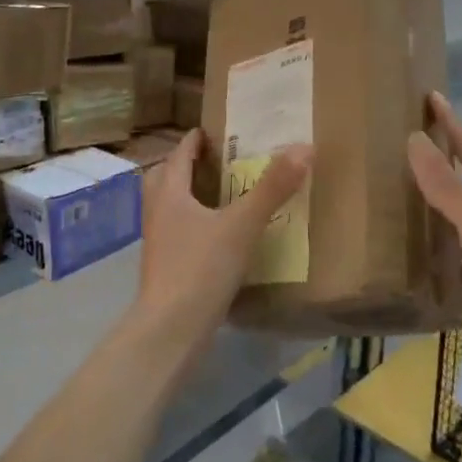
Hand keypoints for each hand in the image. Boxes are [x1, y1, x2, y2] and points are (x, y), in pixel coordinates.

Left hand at [132, 129, 311, 361]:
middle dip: (185, 166)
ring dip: (187, 196)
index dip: (194, 140)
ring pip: (168, 207)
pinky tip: (217, 236)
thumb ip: (272, 188)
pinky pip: (177, 233)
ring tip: (218, 196)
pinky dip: (193, 225)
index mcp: (169, 193)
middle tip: (214, 161)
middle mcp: (157, 212)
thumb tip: (304, 147)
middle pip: (165, 178)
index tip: (210, 131)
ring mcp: (157, 243)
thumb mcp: (242, 225)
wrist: (170, 330)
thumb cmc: (201, 268)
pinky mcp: (164, 268)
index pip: (179, 155)